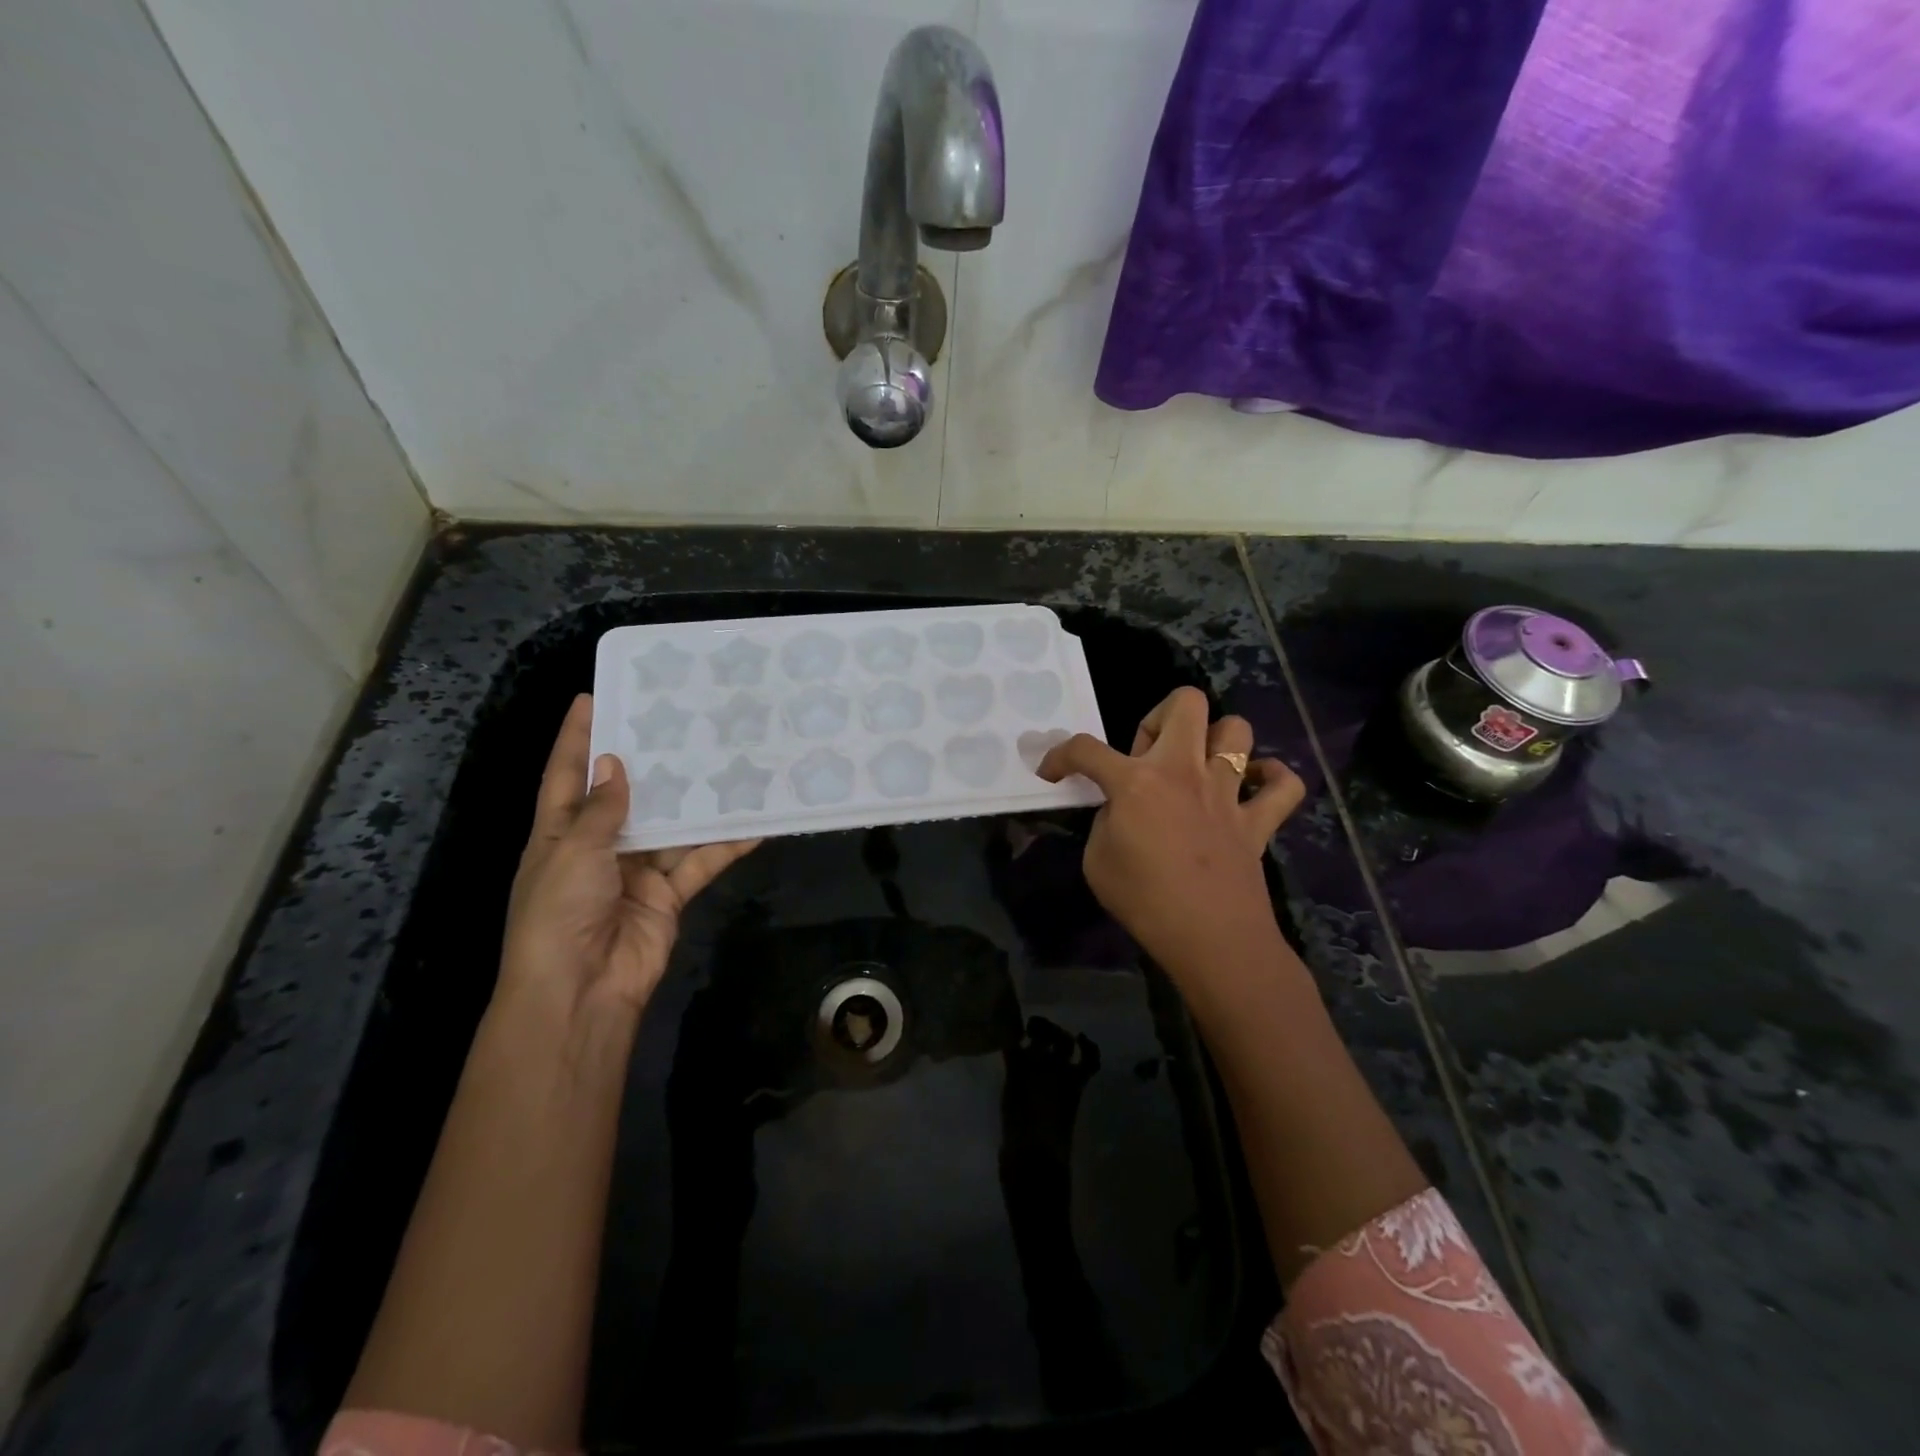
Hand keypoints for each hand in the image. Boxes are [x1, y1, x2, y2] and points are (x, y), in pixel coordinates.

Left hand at [498, 694, 758, 1026]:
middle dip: (648, 762)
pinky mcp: (668, 894)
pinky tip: (754, 824)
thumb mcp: (573, 853)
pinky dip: (725, 846)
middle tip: (679, 721)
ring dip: (695, 802)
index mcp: (558, 833)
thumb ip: (601, 811)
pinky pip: (699, 862)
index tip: (593, 697)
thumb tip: (615, 765)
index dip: (576, 737)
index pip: (566, 775)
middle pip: (625, 795)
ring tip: (725, 761)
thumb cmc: (559, 913)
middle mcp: (597, 846)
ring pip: (670, 826)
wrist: (581, 990)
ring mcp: (635, 871)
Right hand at [1037, 687, 1302, 975]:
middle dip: (1159, 716)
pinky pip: (1285, 785)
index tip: (1053, 771)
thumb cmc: (1144, 901)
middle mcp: (1184, 771)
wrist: (1210, 939)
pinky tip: (1254, 789)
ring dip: (1215, 740)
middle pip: (1185, 703)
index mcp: (1136, 782)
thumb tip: (1121, 810)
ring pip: (1237, 730)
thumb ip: (1105, 822)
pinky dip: (1272, 779)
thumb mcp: (1097, 861)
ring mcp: (1228, 792)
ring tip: (1198, 768)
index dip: (1060, 755)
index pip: (1086, 749)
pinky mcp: (1259, 820)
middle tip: (1146, 757)